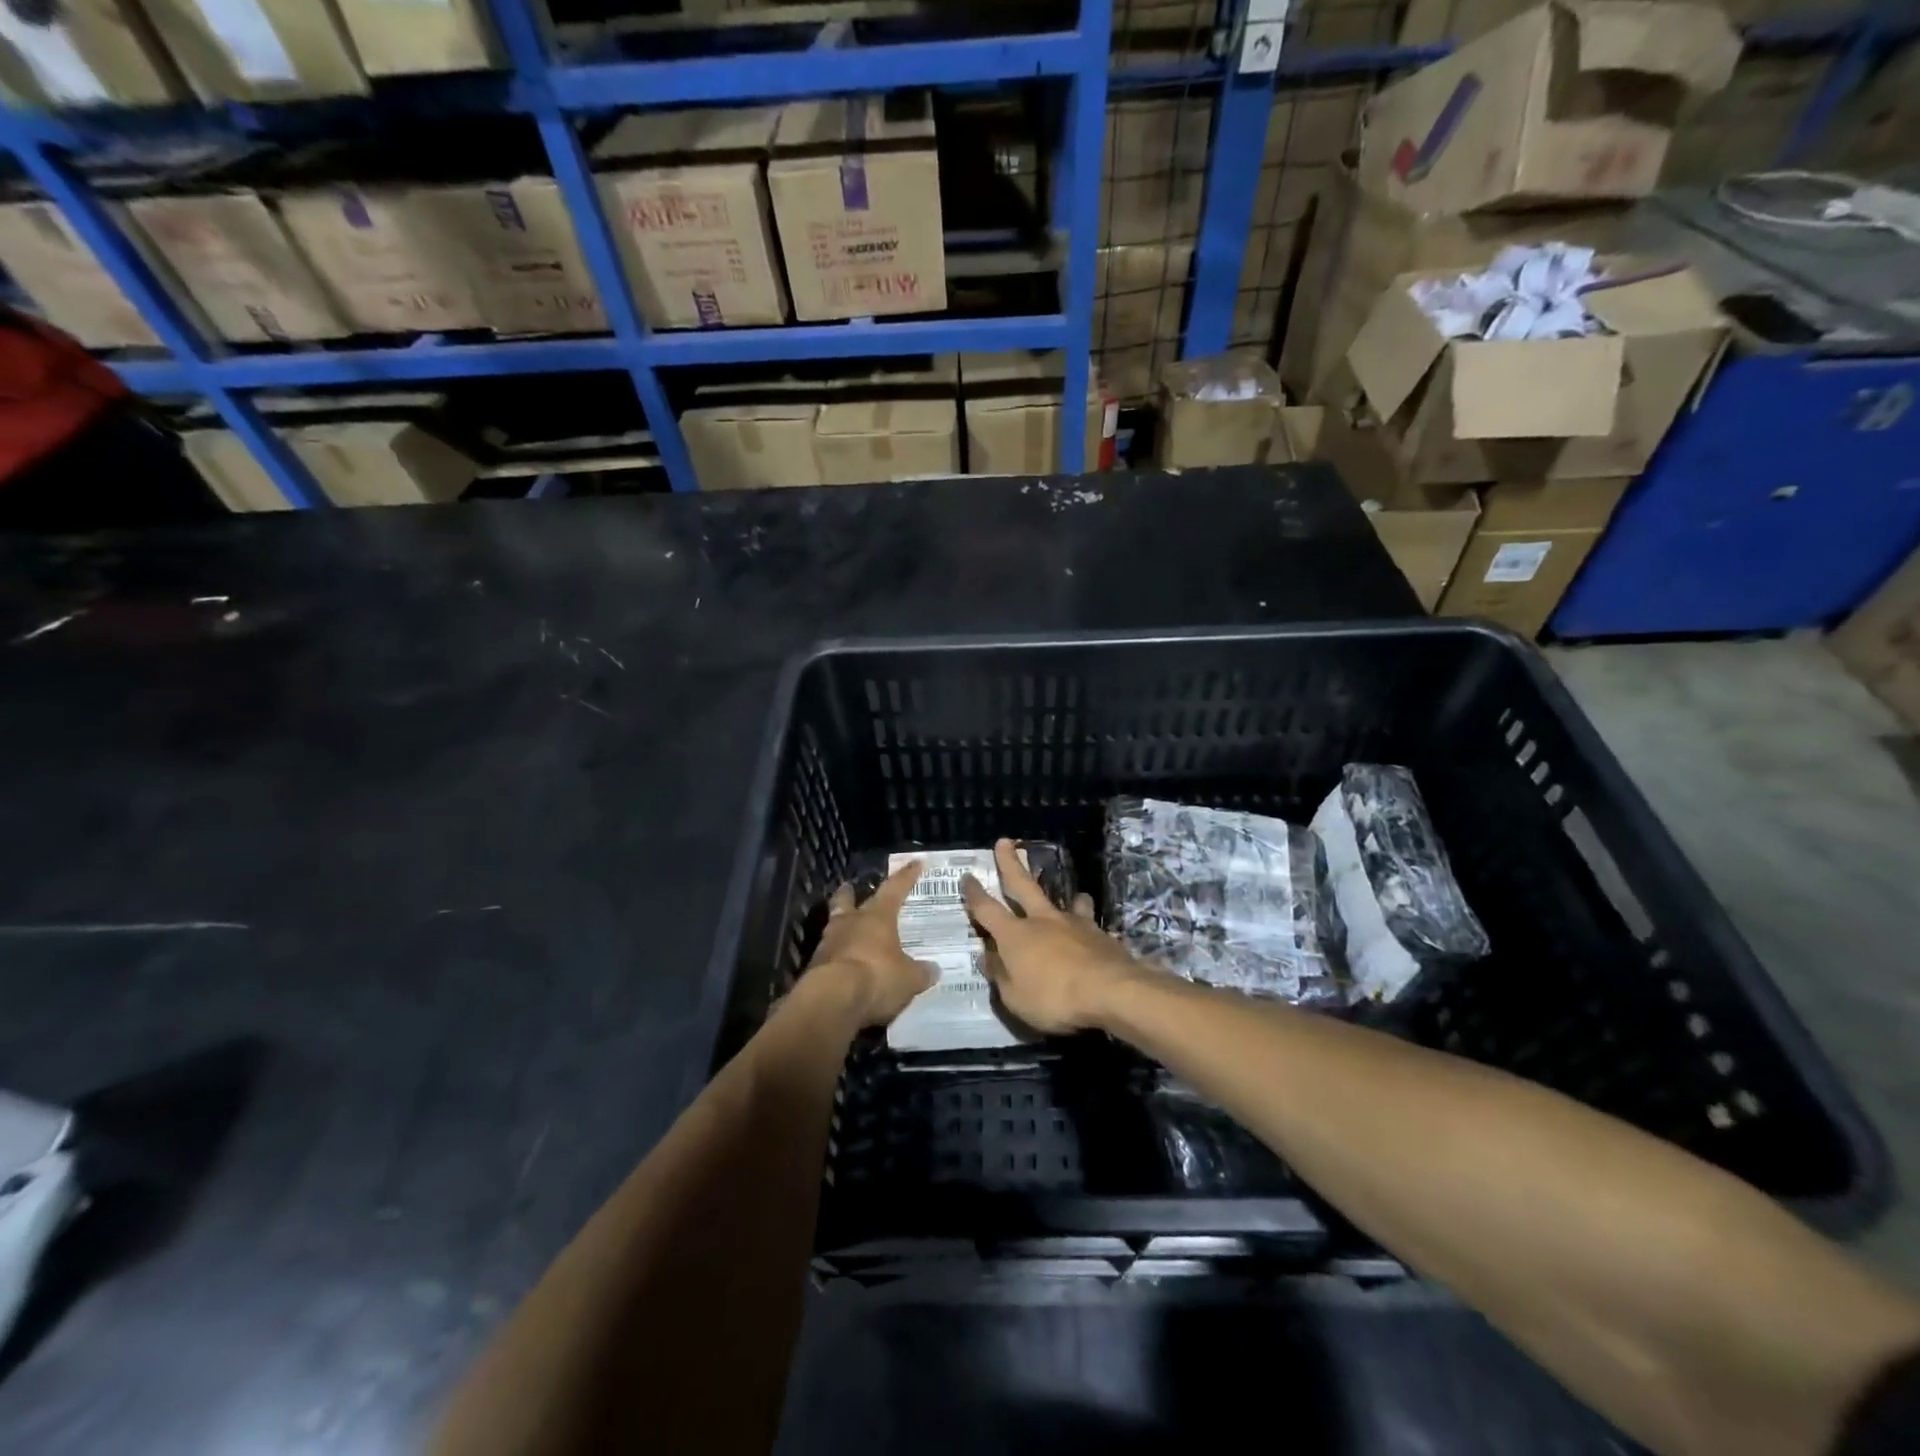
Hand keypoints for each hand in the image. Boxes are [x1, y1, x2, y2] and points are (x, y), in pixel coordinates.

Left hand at [806, 861, 935, 1028]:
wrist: (832, 1000)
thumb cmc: (877, 977)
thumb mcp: (909, 979)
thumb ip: (920, 972)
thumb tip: (933, 970)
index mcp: (877, 917)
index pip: (894, 889)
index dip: (906, 876)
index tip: (915, 862)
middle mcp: (850, 923)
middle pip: (847, 901)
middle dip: (850, 894)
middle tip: (849, 888)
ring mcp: (828, 943)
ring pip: (834, 926)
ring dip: (841, 926)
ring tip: (847, 930)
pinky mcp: (814, 967)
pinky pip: (828, 955)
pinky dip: (837, 956)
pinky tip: (843, 964)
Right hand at [961, 839, 1149, 1033]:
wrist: (1112, 991)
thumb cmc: (1055, 998)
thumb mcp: (1015, 999)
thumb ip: (1001, 976)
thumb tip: (988, 957)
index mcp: (1015, 936)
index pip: (987, 909)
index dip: (974, 894)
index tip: (967, 876)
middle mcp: (1042, 921)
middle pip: (1023, 885)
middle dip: (1010, 863)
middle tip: (1004, 842)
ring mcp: (1074, 924)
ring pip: (1067, 902)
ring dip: (1067, 898)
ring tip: (1074, 897)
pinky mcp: (1101, 935)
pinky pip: (1090, 924)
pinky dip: (1088, 927)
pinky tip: (1095, 936)